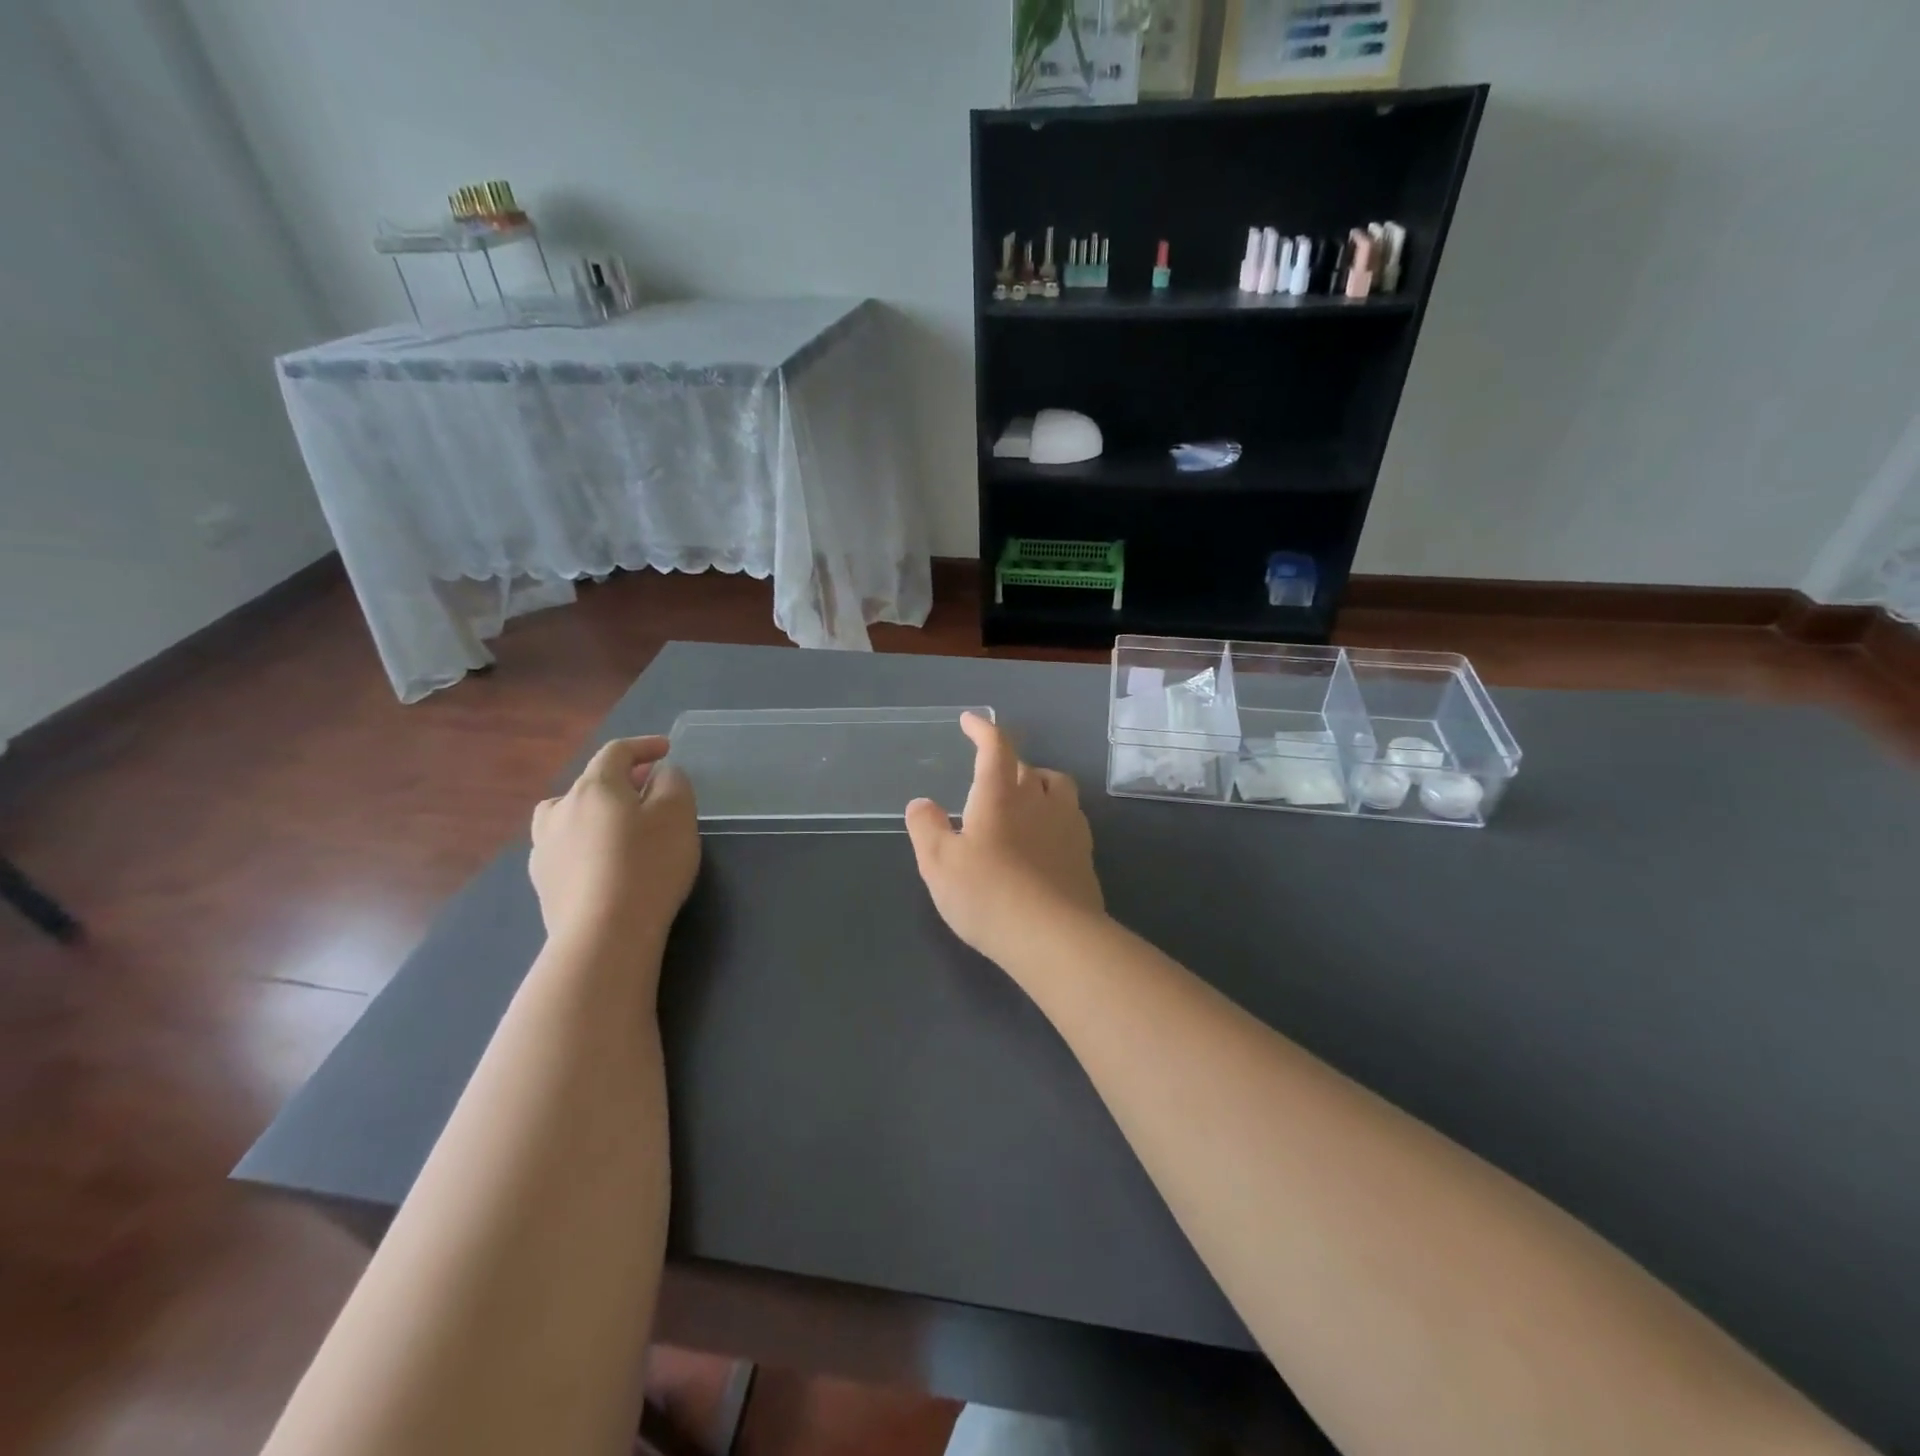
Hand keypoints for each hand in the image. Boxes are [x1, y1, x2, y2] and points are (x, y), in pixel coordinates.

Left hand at [530, 737, 699, 952]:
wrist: (603, 935)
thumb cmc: (648, 866)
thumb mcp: (678, 815)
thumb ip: (673, 783)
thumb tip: (660, 775)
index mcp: (594, 787)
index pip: (616, 752)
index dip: (642, 746)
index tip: (665, 750)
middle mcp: (560, 810)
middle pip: (589, 783)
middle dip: (621, 782)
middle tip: (648, 791)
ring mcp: (544, 848)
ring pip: (569, 815)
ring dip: (593, 812)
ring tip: (616, 827)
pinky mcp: (543, 882)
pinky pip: (565, 848)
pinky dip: (584, 844)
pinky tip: (602, 864)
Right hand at [905, 712, 1103, 965]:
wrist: (1053, 936)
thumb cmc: (987, 894)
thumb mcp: (939, 863)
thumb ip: (926, 828)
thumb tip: (921, 803)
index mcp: (1000, 794)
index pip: (995, 746)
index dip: (983, 728)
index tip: (970, 721)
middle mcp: (1039, 799)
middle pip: (1026, 766)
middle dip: (1006, 763)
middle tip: (988, 777)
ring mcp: (1068, 825)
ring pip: (1057, 786)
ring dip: (1038, 783)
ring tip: (1023, 799)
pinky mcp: (1085, 853)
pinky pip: (1071, 817)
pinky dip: (1055, 814)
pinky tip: (1045, 836)